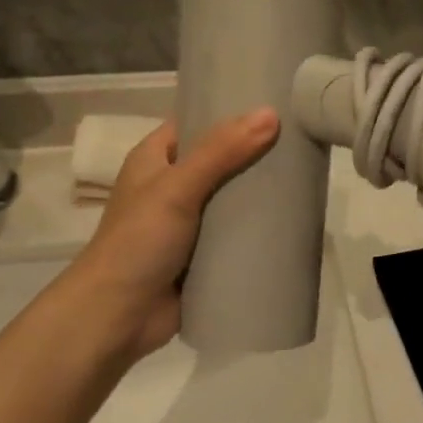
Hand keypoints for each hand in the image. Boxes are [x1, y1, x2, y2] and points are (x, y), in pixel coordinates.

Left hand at [71, 110, 279, 363]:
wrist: (115, 318)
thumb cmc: (137, 242)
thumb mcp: (177, 188)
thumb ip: (221, 152)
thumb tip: (271, 114)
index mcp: (155, 159)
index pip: (197, 122)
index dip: (232, 112)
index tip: (276, 104)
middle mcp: (172, 186)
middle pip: (221, 160)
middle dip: (256, 154)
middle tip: (303, 141)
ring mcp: (188, 223)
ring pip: (232, 199)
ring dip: (261, 194)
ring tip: (307, 177)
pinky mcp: (203, 256)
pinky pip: (236, 235)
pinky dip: (258, 230)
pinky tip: (293, 221)